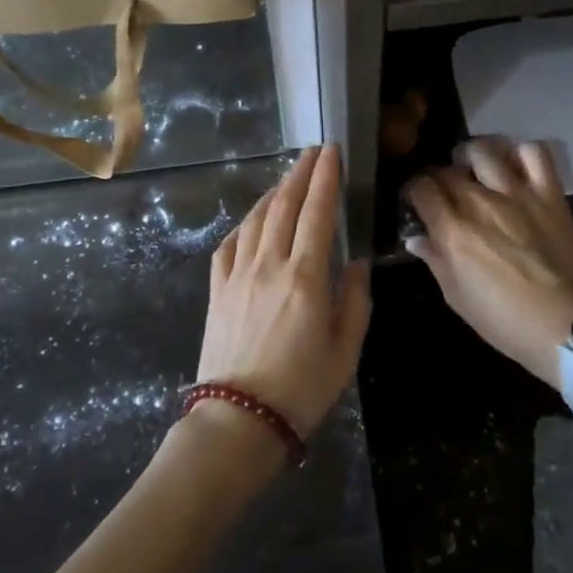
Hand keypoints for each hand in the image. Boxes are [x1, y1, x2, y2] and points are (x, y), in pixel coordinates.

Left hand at [197, 145, 371, 441]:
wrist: (239, 420)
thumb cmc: (301, 389)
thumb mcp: (345, 351)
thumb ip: (355, 301)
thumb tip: (356, 263)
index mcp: (305, 276)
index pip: (317, 212)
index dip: (325, 178)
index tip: (331, 152)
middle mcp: (269, 264)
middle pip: (284, 206)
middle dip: (300, 173)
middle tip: (312, 152)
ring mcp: (238, 274)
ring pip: (255, 219)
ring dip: (273, 193)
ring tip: (287, 178)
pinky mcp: (217, 289)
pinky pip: (230, 244)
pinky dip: (244, 224)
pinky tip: (252, 220)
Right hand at [405, 138, 572, 390]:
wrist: (565, 327)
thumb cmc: (503, 320)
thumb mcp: (456, 297)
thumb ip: (434, 260)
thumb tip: (416, 237)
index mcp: (453, 231)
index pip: (421, 187)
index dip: (414, 190)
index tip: (418, 201)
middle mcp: (479, 203)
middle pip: (448, 169)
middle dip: (440, 177)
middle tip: (445, 191)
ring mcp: (516, 194)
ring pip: (484, 150)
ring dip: (472, 156)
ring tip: (474, 169)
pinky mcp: (549, 194)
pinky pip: (534, 153)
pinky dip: (521, 153)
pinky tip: (514, 166)